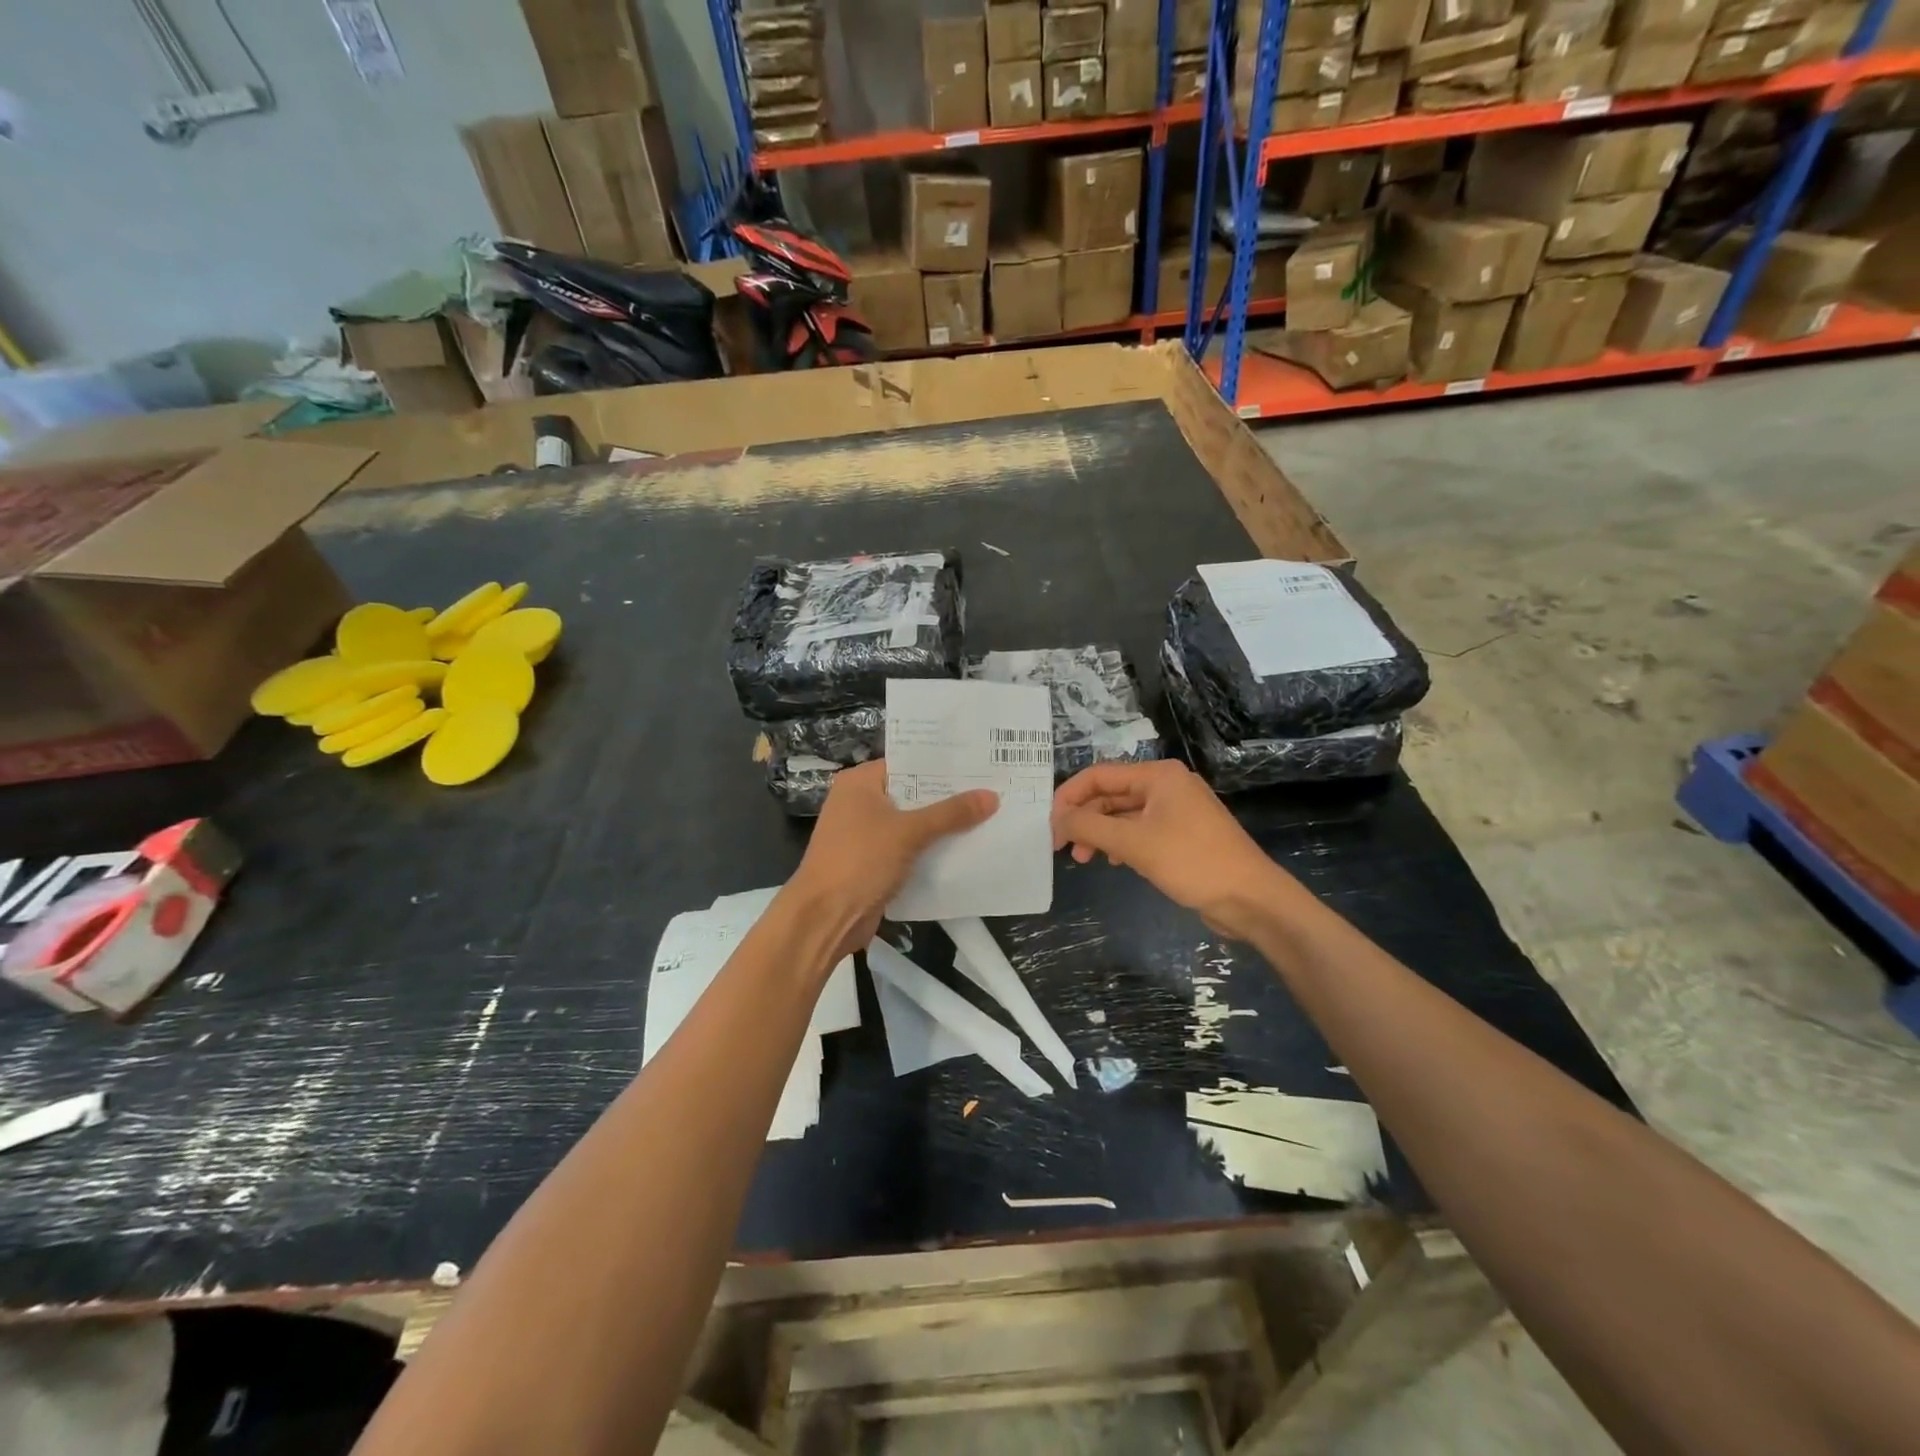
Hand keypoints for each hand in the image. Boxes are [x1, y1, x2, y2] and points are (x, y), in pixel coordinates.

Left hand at [785, 760, 997, 962]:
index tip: (980, 763)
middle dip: (947, 797)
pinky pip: (907, 848)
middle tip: (992, 788)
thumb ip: (951, 813)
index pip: (907, 763)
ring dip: (941, 825)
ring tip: (987, 815)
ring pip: (911, 823)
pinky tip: (964, 848)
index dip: (942, 764)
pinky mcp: (871, 862)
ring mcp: (864, 834)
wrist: (824, 918)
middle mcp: (859, 802)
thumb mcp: (909, 832)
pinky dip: (929, 849)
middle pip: (911, 793)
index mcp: (859, 783)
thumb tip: (992, 796)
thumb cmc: (860, 861)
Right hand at [1051, 761, 1290, 940]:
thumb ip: (1089, 826)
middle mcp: (1166, 786)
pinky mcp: (1182, 835)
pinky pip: (1140, 831)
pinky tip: (1112, 862)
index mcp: (1158, 775)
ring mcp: (1176, 811)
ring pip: (1124, 815)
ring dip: (1100, 833)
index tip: (1050, 826)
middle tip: (1065, 848)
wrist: (1251, 899)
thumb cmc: (1191, 862)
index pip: (1098, 775)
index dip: (1069, 797)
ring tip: (1085, 860)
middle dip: (1084, 819)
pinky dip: (1121, 843)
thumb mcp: (1134, 843)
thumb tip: (1057, 818)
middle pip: (1110, 794)